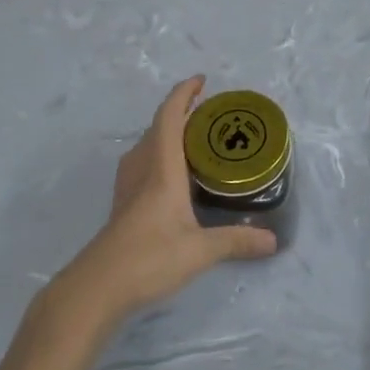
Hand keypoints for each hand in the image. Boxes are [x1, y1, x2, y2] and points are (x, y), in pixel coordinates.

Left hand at [55, 76, 277, 327]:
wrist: (97, 288)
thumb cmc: (148, 259)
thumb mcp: (199, 251)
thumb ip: (236, 242)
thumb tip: (273, 241)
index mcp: (162, 169)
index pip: (169, 118)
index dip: (183, 94)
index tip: (201, 81)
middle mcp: (142, 170)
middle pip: (157, 128)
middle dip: (180, 112)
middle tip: (207, 113)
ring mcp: (128, 188)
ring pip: (146, 146)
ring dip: (166, 133)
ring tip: (192, 139)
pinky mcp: (122, 206)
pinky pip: (142, 165)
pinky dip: (159, 155)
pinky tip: (172, 176)